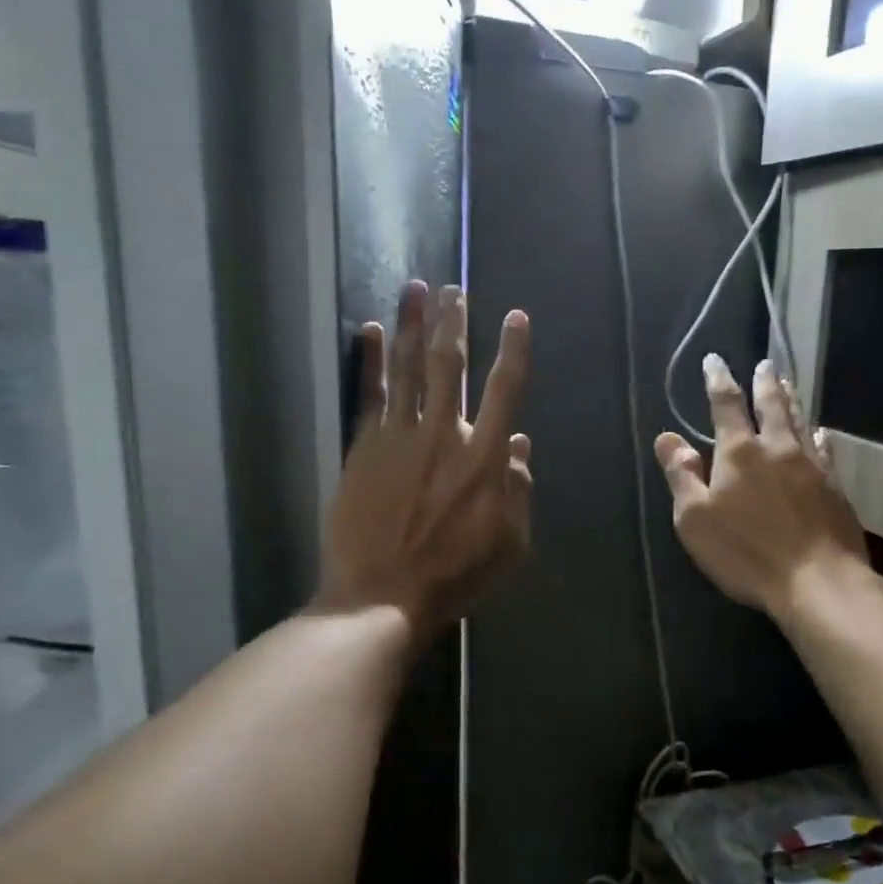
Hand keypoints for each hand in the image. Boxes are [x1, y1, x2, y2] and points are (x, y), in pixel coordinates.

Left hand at [319, 281, 532, 639]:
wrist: (382, 595)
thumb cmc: (456, 574)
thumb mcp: (510, 542)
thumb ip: (519, 489)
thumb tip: (519, 442)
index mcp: (485, 457)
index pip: (504, 389)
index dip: (513, 350)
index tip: (516, 316)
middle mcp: (443, 434)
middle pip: (449, 365)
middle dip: (453, 322)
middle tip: (453, 289)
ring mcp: (399, 437)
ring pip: (406, 367)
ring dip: (411, 325)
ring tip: (414, 288)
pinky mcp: (363, 447)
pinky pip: (368, 393)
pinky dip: (368, 359)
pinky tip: (368, 330)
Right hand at [655, 355, 870, 622]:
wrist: (818, 580)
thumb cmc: (746, 551)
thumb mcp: (695, 519)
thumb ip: (681, 475)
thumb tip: (666, 437)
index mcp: (739, 453)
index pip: (726, 405)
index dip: (718, 380)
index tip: (714, 361)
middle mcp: (777, 448)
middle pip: (771, 405)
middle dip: (764, 382)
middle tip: (764, 364)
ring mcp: (811, 466)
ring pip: (800, 421)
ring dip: (791, 399)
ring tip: (787, 383)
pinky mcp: (834, 487)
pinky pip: (825, 450)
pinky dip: (818, 435)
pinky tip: (820, 433)